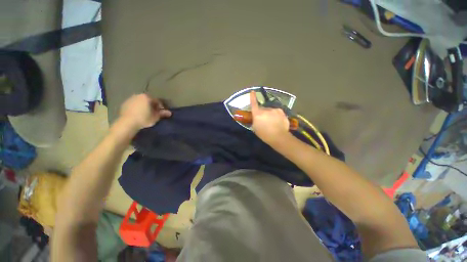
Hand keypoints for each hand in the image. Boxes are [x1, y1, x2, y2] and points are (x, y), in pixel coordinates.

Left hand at [119, 94, 171, 130]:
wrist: (127, 123)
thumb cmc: (144, 119)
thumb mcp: (155, 117)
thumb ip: (163, 114)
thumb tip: (170, 113)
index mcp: (147, 97)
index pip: (157, 101)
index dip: (160, 107)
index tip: (161, 112)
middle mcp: (138, 95)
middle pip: (148, 100)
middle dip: (152, 106)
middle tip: (154, 113)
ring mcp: (130, 99)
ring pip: (140, 102)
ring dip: (144, 107)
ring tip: (146, 114)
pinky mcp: (124, 104)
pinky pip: (134, 105)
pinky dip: (137, 108)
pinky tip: (138, 115)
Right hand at [250, 91, 290, 144]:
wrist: (278, 137)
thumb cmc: (264, 134)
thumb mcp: (255, 128)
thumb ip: (255, 120)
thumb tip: (256, 117)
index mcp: (257, 114)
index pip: (254, 104)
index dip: (252, 97)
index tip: (252, 91)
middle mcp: (265, 109)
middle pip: (262, 109)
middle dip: (262, 113)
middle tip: (264, 120)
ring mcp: (274, 109)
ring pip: (270, 110)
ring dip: (270, 114)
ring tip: (272, 122)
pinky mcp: (281, 111)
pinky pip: (276, 112)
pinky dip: (276, 115)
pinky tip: (277, 121)